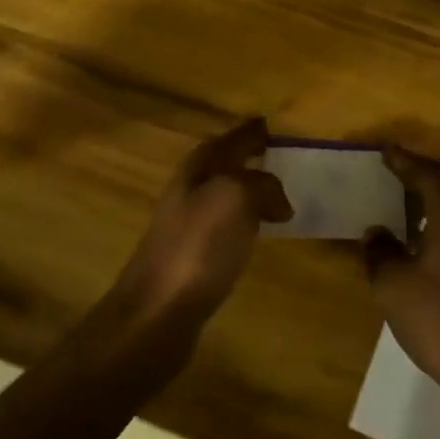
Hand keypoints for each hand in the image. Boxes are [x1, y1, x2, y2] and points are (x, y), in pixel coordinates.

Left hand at [115, 117, 292, 326]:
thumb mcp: (236, 198)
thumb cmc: (197, 246)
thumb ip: (262, 186)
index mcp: (197, 168)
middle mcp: (189, 190)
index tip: (272, 125)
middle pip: (223, 165)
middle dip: (249, 158)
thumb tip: (279, 200)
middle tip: (283, 158)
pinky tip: (258, 233)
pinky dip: (245, 221)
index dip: (250, 131)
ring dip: (249, 190)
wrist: (157, 313)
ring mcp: (187, 226)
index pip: (229, 139)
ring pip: (225, 195)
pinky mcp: (193, 259)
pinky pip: (226, 226)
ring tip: (280, 194)